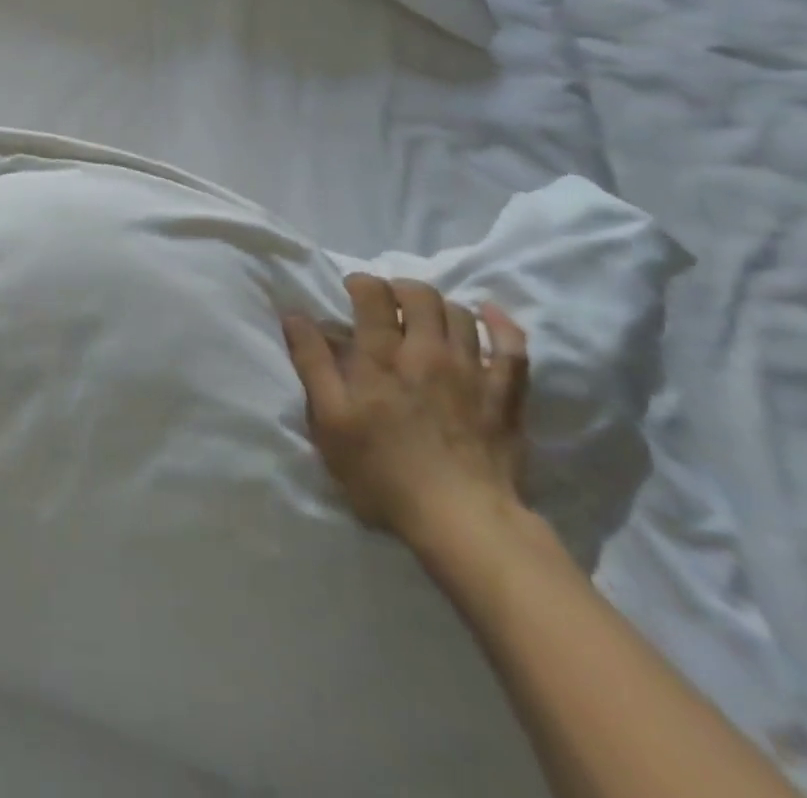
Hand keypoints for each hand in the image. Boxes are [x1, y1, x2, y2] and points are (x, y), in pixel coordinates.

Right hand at [281, 274, 528, 553]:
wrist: (463, 523)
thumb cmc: (383, 473)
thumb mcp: (330, 421)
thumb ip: (312, 363)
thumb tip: (294, 315)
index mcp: (382, 357)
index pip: (373, 294)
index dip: (361, 283)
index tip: (351, 291)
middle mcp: (428, 352)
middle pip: (420, 295)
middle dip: (399, 288)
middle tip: (387, 303)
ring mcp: (472, 371)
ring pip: (460, 313)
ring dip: (438, 305)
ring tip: (424, 317)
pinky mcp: (506, 396)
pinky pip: (512, 346)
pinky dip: (501, 324)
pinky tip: (489, 314)